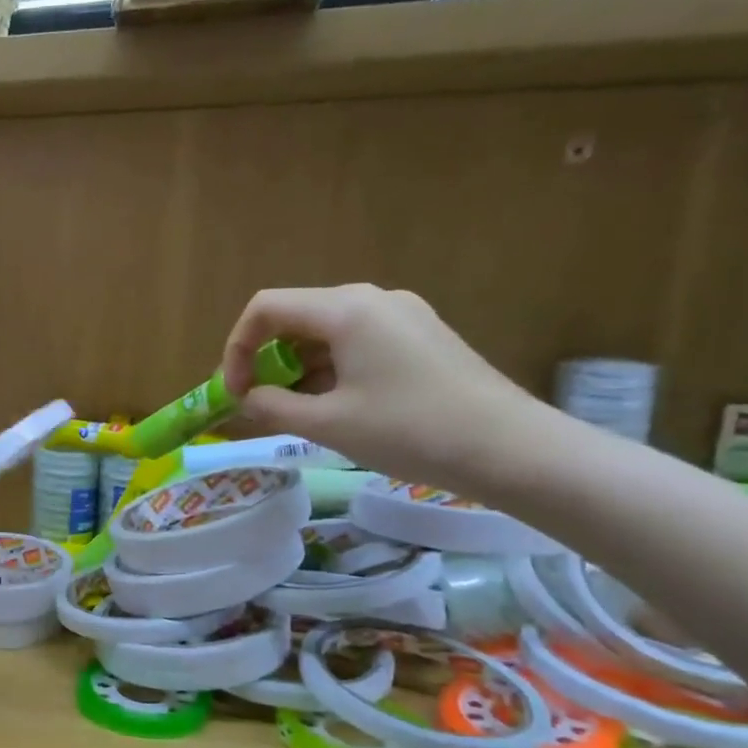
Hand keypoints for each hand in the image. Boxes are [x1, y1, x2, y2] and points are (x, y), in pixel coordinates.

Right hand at [220, 284, 540, 490]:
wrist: (512, 449)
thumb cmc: (410, 430)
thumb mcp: (328, 424)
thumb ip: (273, 407)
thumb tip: (247, 399)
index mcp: (346, 309)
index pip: (266, 308)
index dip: (237, 348)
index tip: (236, 393)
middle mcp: (373, 299)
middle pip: (296, 317)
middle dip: (268, 360)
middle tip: (262, 404)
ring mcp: (402, 315)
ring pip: (327, 332)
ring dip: (300, 369)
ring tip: (299, 413)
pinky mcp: (421, 336)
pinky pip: (358, 342)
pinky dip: (332, 370)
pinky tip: (338, 407)